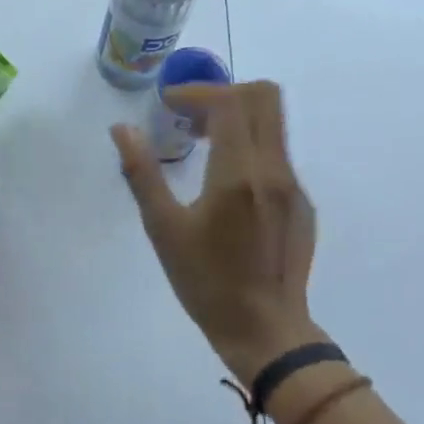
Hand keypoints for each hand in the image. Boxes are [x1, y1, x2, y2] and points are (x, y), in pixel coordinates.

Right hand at [111, 80, 319, 384]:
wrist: (266, 331)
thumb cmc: (206, 282)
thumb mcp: (163, 228)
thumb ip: (142, 173)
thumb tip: (122, 129)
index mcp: (239, 174)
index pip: (229, 102)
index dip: (195, 92)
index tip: (166, 106)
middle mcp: (274, 170)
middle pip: (264, 97)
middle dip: (223, 93)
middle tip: (188, 116)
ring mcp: (294, 186)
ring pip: (274, 123)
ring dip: (237, 117)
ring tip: (200, 144)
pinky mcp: (302, 204)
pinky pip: (277, 153)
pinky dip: (249, 146)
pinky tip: (224, 184)